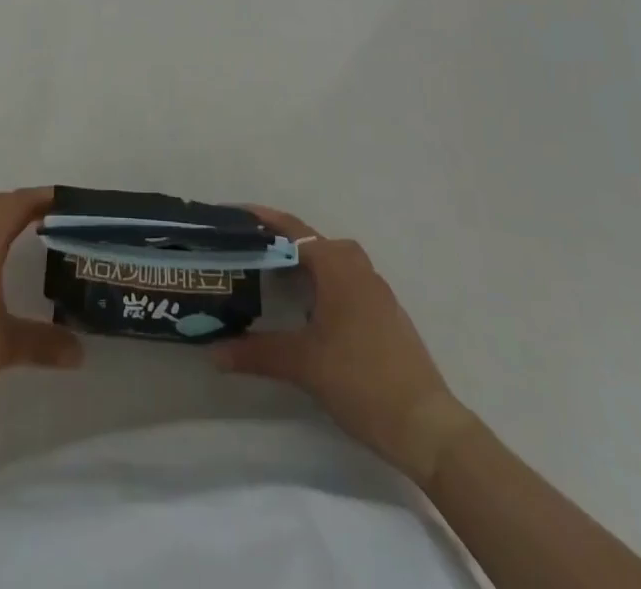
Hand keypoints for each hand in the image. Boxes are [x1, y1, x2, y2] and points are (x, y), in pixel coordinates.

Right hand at [211, 206, 471, 482]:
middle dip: (282, 243)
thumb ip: (256, 353)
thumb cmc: (361, 380)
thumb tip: (214, 352)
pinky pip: (346, 283)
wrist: (427, 426)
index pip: (293, 230)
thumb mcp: (303, 365)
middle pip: (313, 242)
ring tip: (273, 280)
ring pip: (333, 263)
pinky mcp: (386, 315)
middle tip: (249, 253)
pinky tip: (308, 312)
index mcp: (338, 267)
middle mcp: (358, 269)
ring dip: (305, 265)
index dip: (263, 219)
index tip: (234, 214)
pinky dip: (323, 284)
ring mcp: (377, 292)